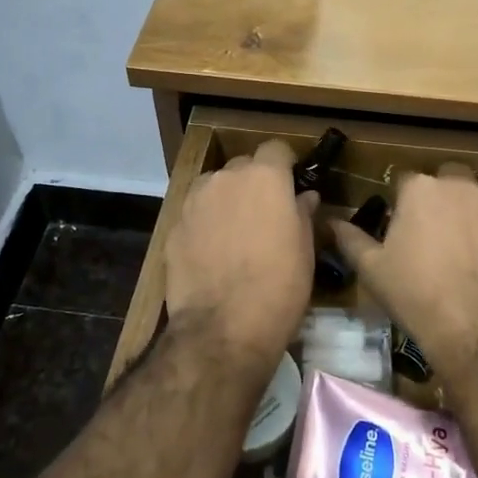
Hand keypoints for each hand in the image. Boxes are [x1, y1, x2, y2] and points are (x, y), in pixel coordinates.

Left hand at [165, 139, 319, 366]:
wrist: (222, 329)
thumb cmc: (279, 286)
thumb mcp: (304, 250)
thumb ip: (302, 213)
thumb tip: (304, 197)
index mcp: (264, 177)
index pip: (276, 148)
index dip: (285, 165)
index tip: (291, 186)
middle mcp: (225, 178)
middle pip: (243, 166)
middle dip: (254, 183)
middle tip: (265, 215)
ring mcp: (194, 201)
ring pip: (214, 187)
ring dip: (226, 200)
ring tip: (235, 234)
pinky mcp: (173, 227)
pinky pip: (195, 215)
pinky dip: (204, 225)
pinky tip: (212, 255)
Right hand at [330, 164, 477, 375]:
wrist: (471, 323)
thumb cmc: (414, 291)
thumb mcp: (371, 268)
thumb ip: (350, 238)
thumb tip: (330, 221)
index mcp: (418, 188)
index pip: (405, 181)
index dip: (403, 202)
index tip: (403, 225)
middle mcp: (458, 184)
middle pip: (449, 176)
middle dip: (443, 194)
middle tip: (438, 228)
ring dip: (477, 205)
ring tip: (471, 237)